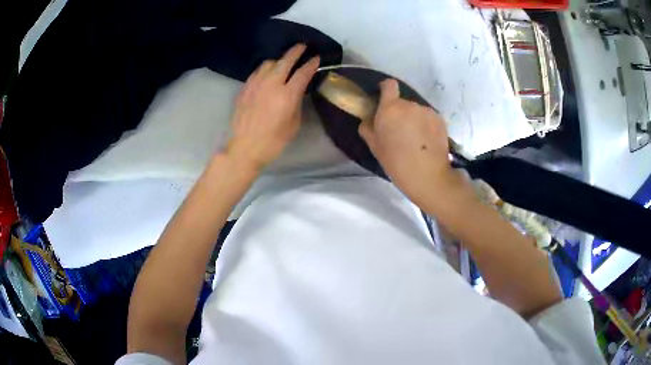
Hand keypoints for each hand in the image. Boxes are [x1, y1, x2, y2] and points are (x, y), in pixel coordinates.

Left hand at [227, 44, 319, 170]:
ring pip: (268, 63)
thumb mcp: (293, 124)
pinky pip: (257, 72)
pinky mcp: (245, 89)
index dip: (311, 64)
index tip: (316, 58)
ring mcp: (256, 85)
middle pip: (285, 61)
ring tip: (283, 61)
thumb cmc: (273, 141)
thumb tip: (297, 91)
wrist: (244, 148)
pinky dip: (265, 68)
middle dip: (295, 51)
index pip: (303, 73)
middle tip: (302, 46)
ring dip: (279, 60)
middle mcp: (271, 84)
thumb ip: (296, 103)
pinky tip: (267, 72)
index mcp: (287, 95)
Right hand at [358, 79, 470, 210]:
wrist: (429, 176)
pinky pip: (429, 118)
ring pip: (416, 111)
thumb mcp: (374, 147)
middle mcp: (409, 105)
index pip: (389, 85)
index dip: (385, 89)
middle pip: (402, 102)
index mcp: (390, 109)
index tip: (383, 99)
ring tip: (415, 140)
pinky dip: (426, 125)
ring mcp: (427, 111)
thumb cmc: (396, 163)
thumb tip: (368, 119)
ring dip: (414, 119)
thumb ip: (368, 127)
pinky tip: (427, 142)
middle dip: (399, 112)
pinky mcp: (440, 119)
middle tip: (399, 131)